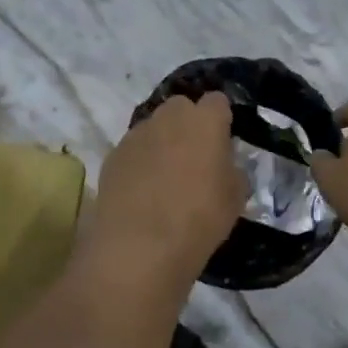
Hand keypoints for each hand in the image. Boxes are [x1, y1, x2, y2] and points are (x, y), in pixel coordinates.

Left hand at [89, 92, 245, 280]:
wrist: (140, 246)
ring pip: (153, 127)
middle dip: (188, 124)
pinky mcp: (112, 156)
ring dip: (162, 143)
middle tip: (195, 158)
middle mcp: (168, 118)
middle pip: (181, 107)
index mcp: (205, 121)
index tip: (223, 142)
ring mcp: (136, 135)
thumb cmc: (199, 219)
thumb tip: (223, 165)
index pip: (217, 102)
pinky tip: (142, 192)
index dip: (220, 119)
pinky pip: (132, 150)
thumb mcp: (235, 198)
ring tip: (165, 178)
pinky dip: (139, 162)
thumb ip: (232, 171)